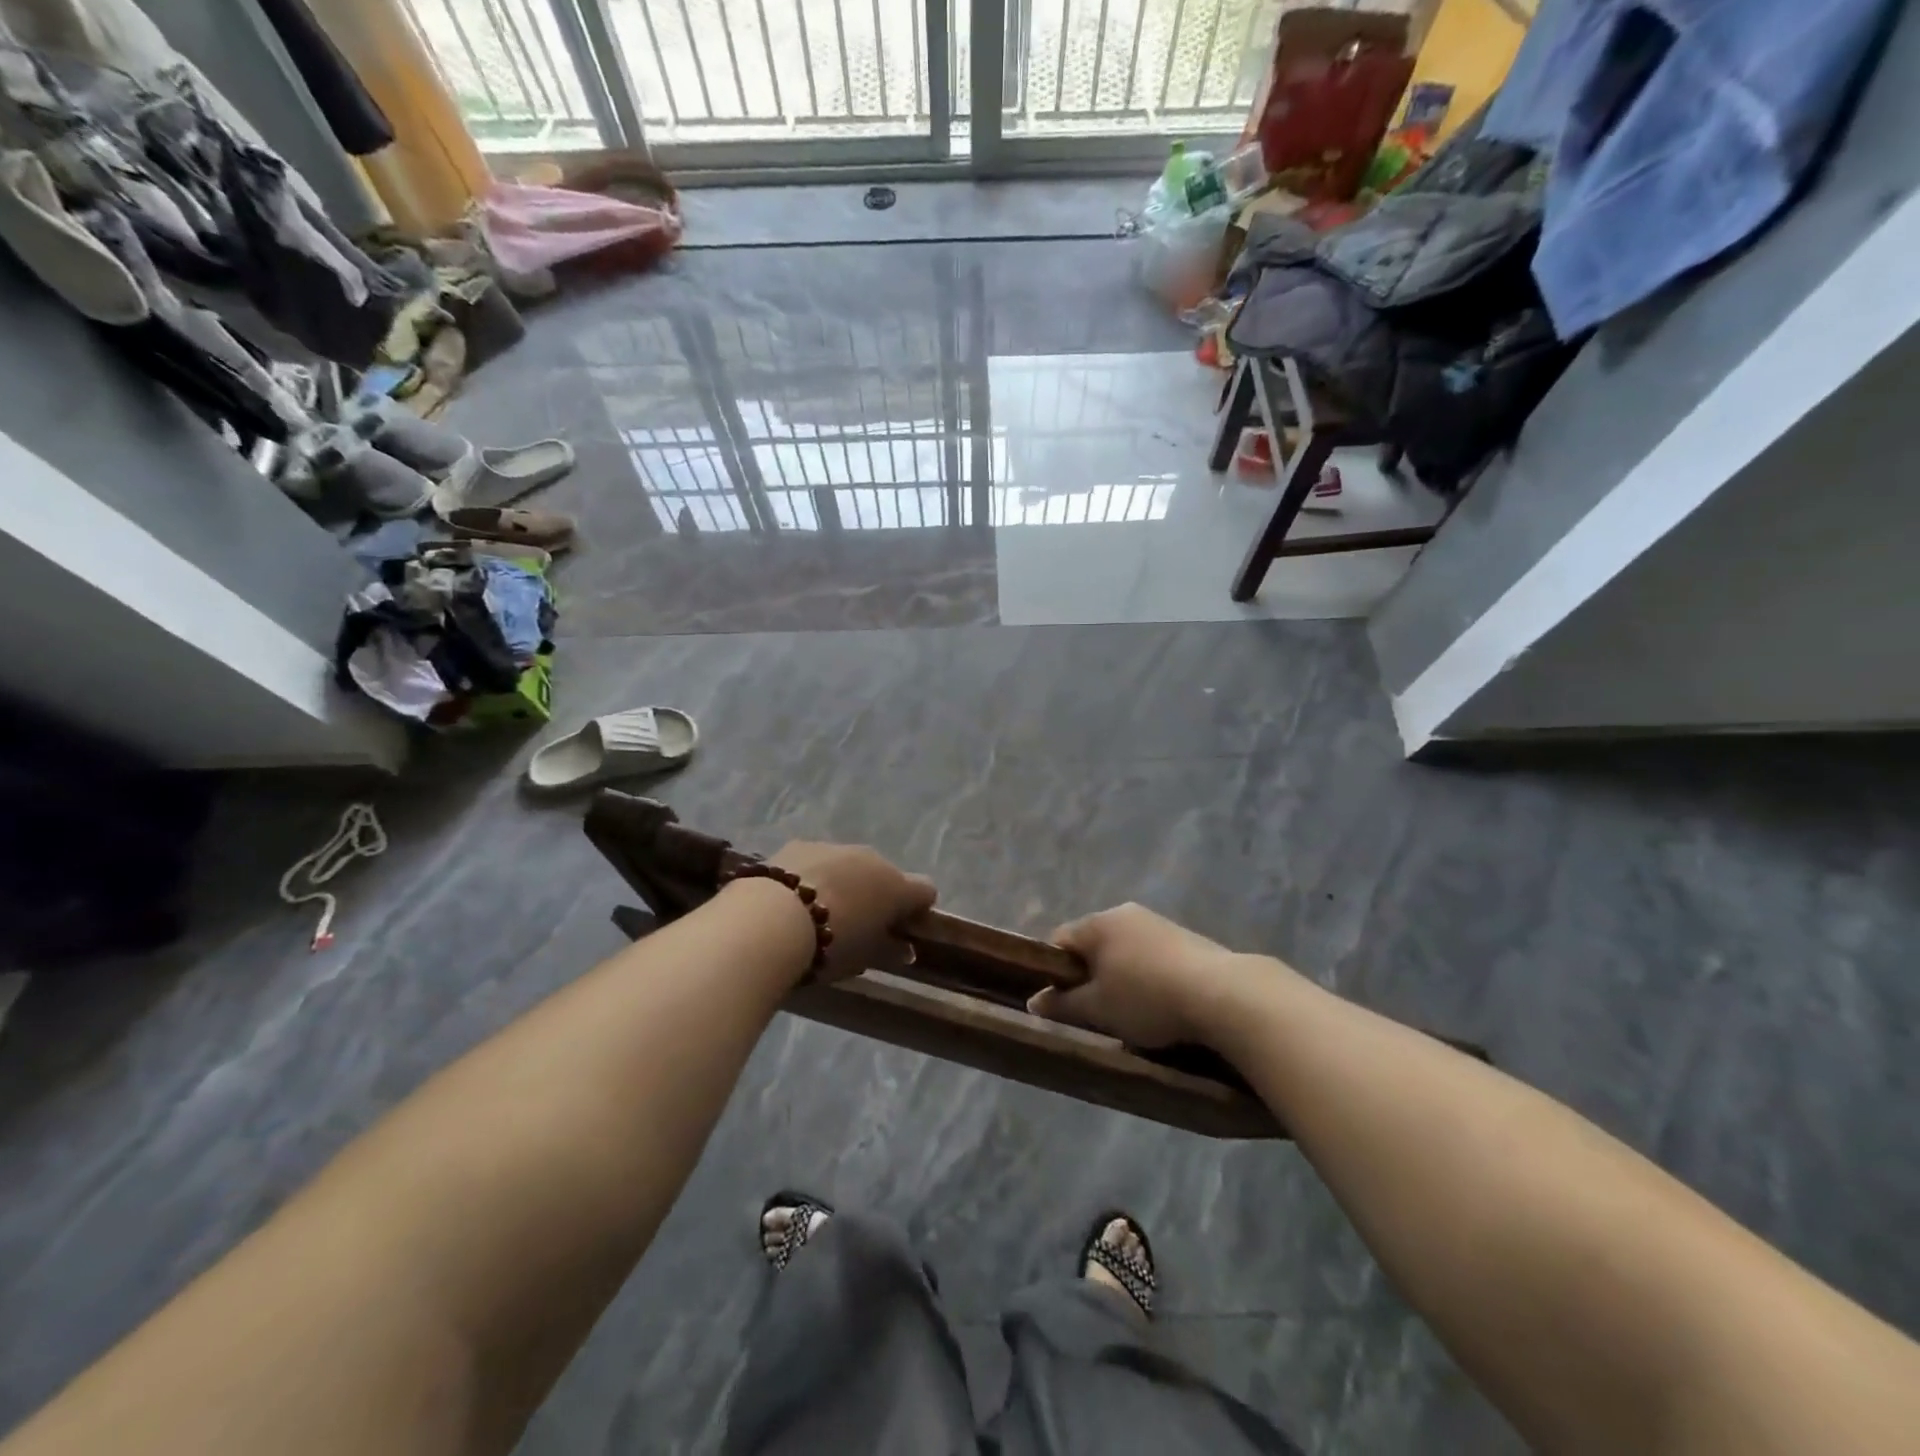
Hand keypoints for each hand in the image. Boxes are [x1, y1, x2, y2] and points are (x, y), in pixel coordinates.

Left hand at [769, 841, 935, 981]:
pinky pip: (818, 862)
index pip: (925, 891)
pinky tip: (793, 900)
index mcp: (897, 886)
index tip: (902, 930)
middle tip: (857, 926)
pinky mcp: (801, 845)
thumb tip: (905, 948)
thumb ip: (890, 950)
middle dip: (876, 895)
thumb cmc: (830, 945)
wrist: (773, 919)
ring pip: (850, 865)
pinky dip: (814, 876)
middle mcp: (872, 858)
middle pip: (885, 875)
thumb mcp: (864, 958)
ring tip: (819, 913)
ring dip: (844, 883)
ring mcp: (836, 847)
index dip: (917, 910)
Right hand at [1028, 903, 1275, 1047]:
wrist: (1223, 994)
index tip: (1062, 1002)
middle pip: (1093, 944)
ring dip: (1121, 976)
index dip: (1054, 972)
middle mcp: (1124, 913)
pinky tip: (1162, 1003)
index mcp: (1097, 923)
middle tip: (1096, 1011)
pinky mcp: (1185, 936)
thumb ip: (1062, 1004)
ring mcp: (1157, 922)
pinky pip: (1151, 955)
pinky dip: (1149, 976)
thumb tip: (1033, 1001)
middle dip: (1090, 975)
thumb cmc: (1147, 998)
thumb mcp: (1097, 1010)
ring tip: (1132, 1012)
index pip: (1059, 941)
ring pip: (1124, 950)